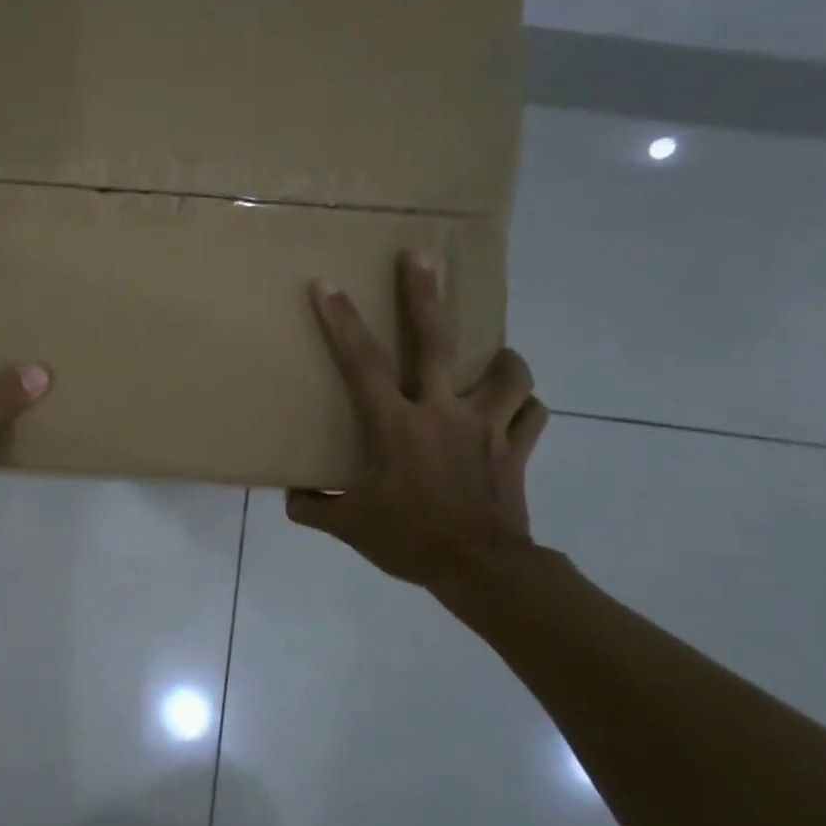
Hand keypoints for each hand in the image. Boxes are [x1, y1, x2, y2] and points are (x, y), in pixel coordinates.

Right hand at [287, 250, 548, 591]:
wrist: (480, 569)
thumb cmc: (409, 540)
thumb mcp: (349, 527)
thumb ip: (314, 507)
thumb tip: (293, 495)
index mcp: (396, 425)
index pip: (362, 364)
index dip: (342, 322)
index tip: (327, 285)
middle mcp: (442, 412)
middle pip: (437, 340)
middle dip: (426, 294)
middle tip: (422, 257)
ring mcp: (486, 427)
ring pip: (508, 372)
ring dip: (501, 359)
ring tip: (491, 358)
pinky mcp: (516, 448)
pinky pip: (531, 414)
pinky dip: (524, 407)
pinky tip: (514, 409)